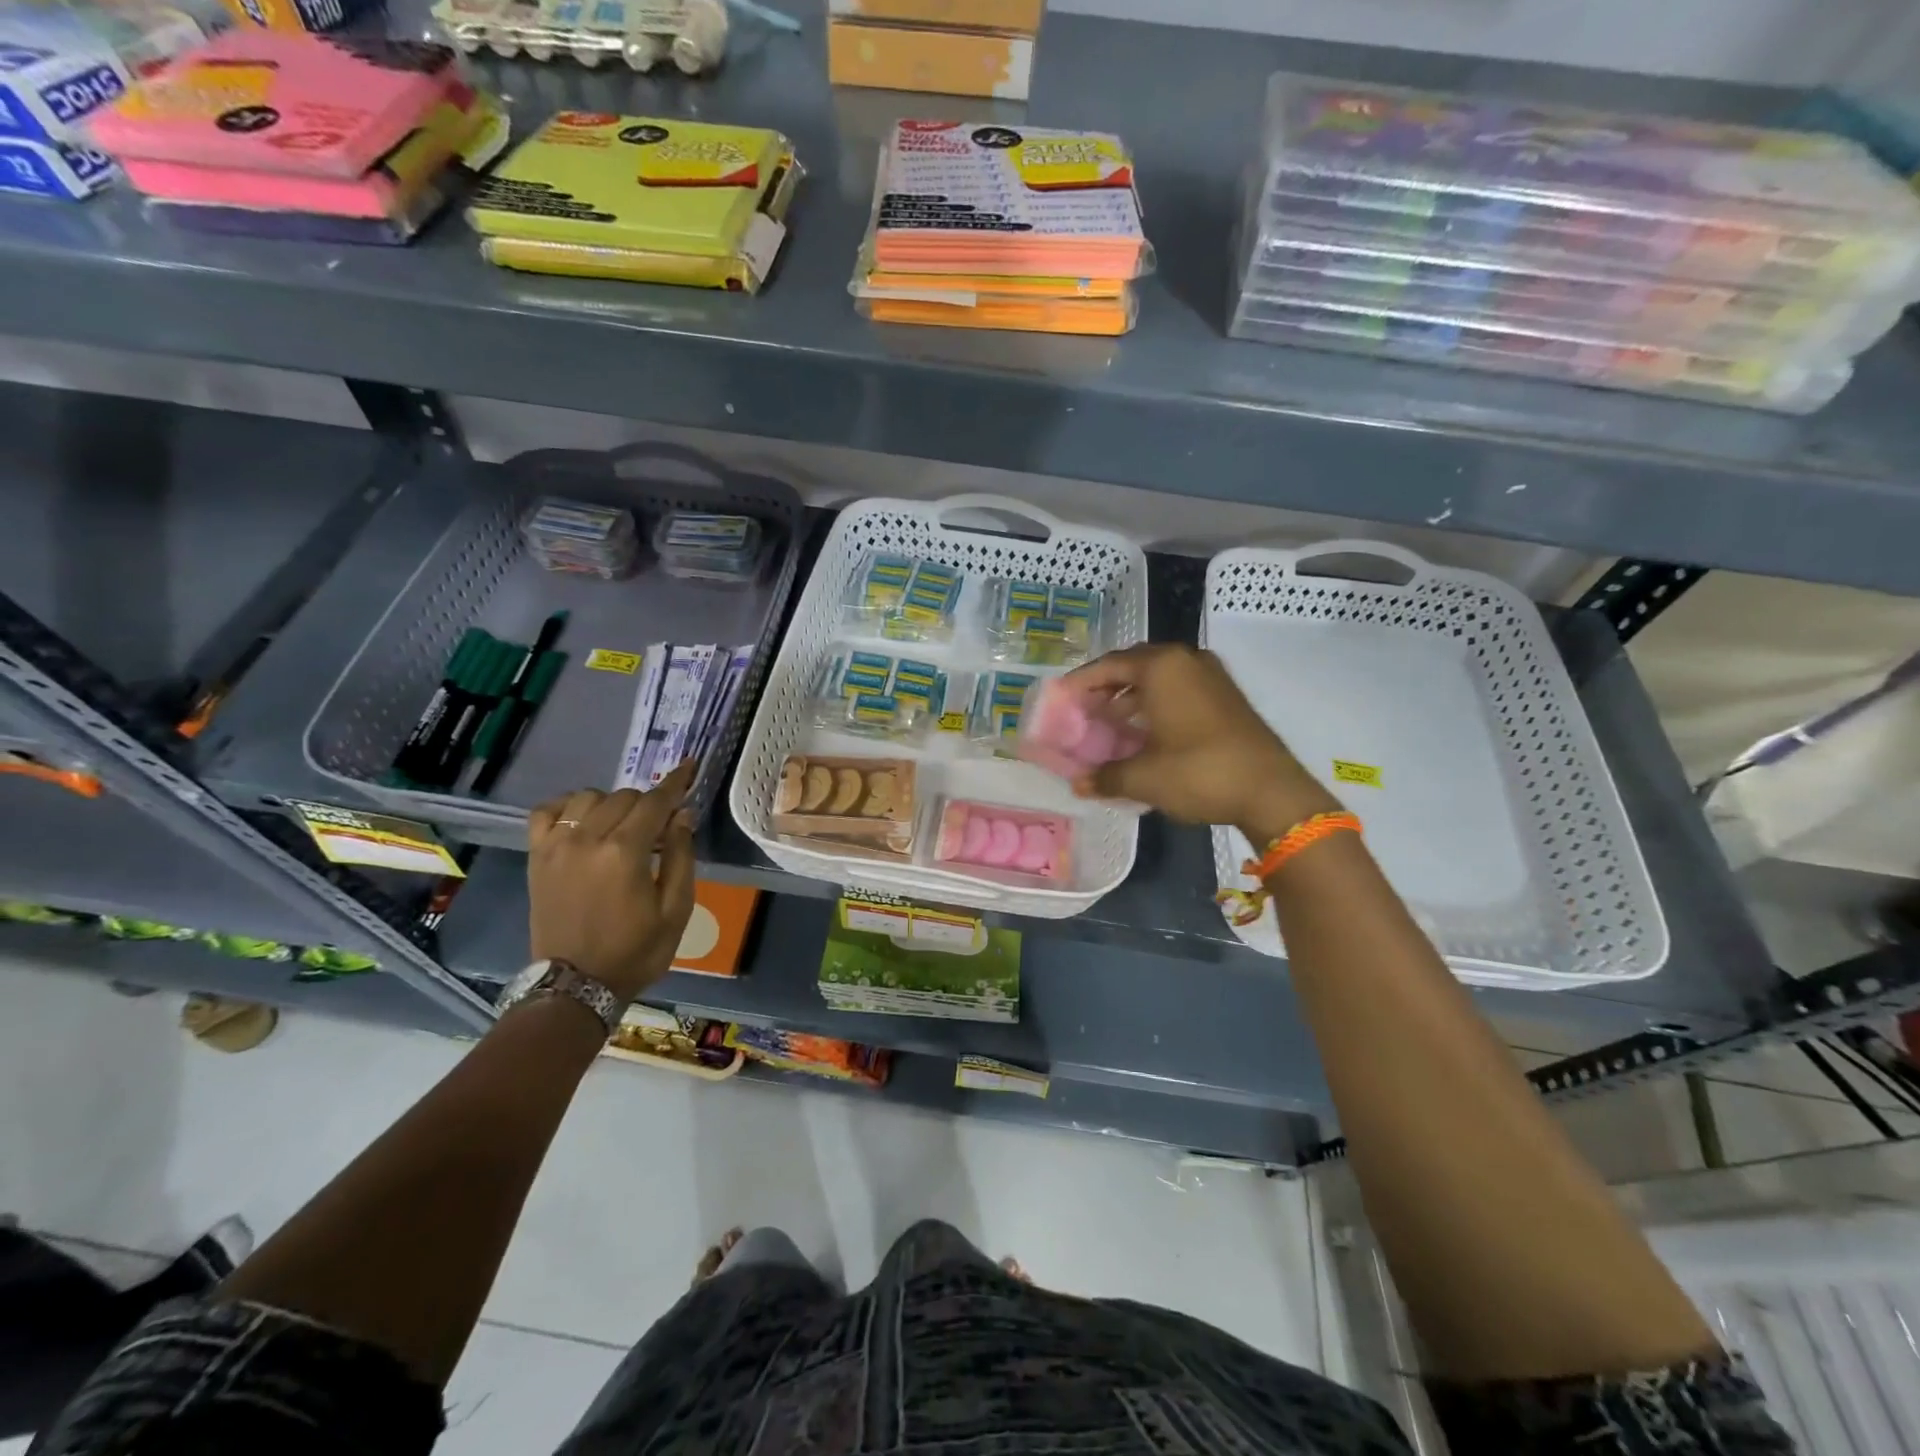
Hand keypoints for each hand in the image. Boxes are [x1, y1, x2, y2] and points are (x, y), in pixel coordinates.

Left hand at [526, 760, 697, 1001]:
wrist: (575, 984)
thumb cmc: (636, 950)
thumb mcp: (676, 908)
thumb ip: (680, 856)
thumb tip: (681, 815)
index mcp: (625, 853)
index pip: (655, 802)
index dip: (676, 782)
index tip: (690, 765)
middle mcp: (587, 839)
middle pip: (624, 796)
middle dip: (649, 803)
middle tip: (659, 828)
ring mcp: (556, 846)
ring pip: (589, 797)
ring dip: (612, 803)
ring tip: (622, 826)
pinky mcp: (537, 857)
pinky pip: (547, 811)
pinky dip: (568, 807)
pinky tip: (582, 819)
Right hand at [1065, 644, 1338, 838]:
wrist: (1271, 791)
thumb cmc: (1199, 773)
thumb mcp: (1144, 777)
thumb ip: (1105, 776)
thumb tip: (1079, 785)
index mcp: (1161, 667)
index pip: (1108, 666)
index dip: (1080, 683)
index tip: (1060, 698)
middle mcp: (1185, 661)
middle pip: (1133, 666)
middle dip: (1105, 687)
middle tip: (1083, 709)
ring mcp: (1210, 676)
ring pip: (1158, 678)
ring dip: (1131, 696)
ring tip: (1109, 722)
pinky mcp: (1226, 695)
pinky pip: (1179, 688)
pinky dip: (1156, 703)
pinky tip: (1145, 730)